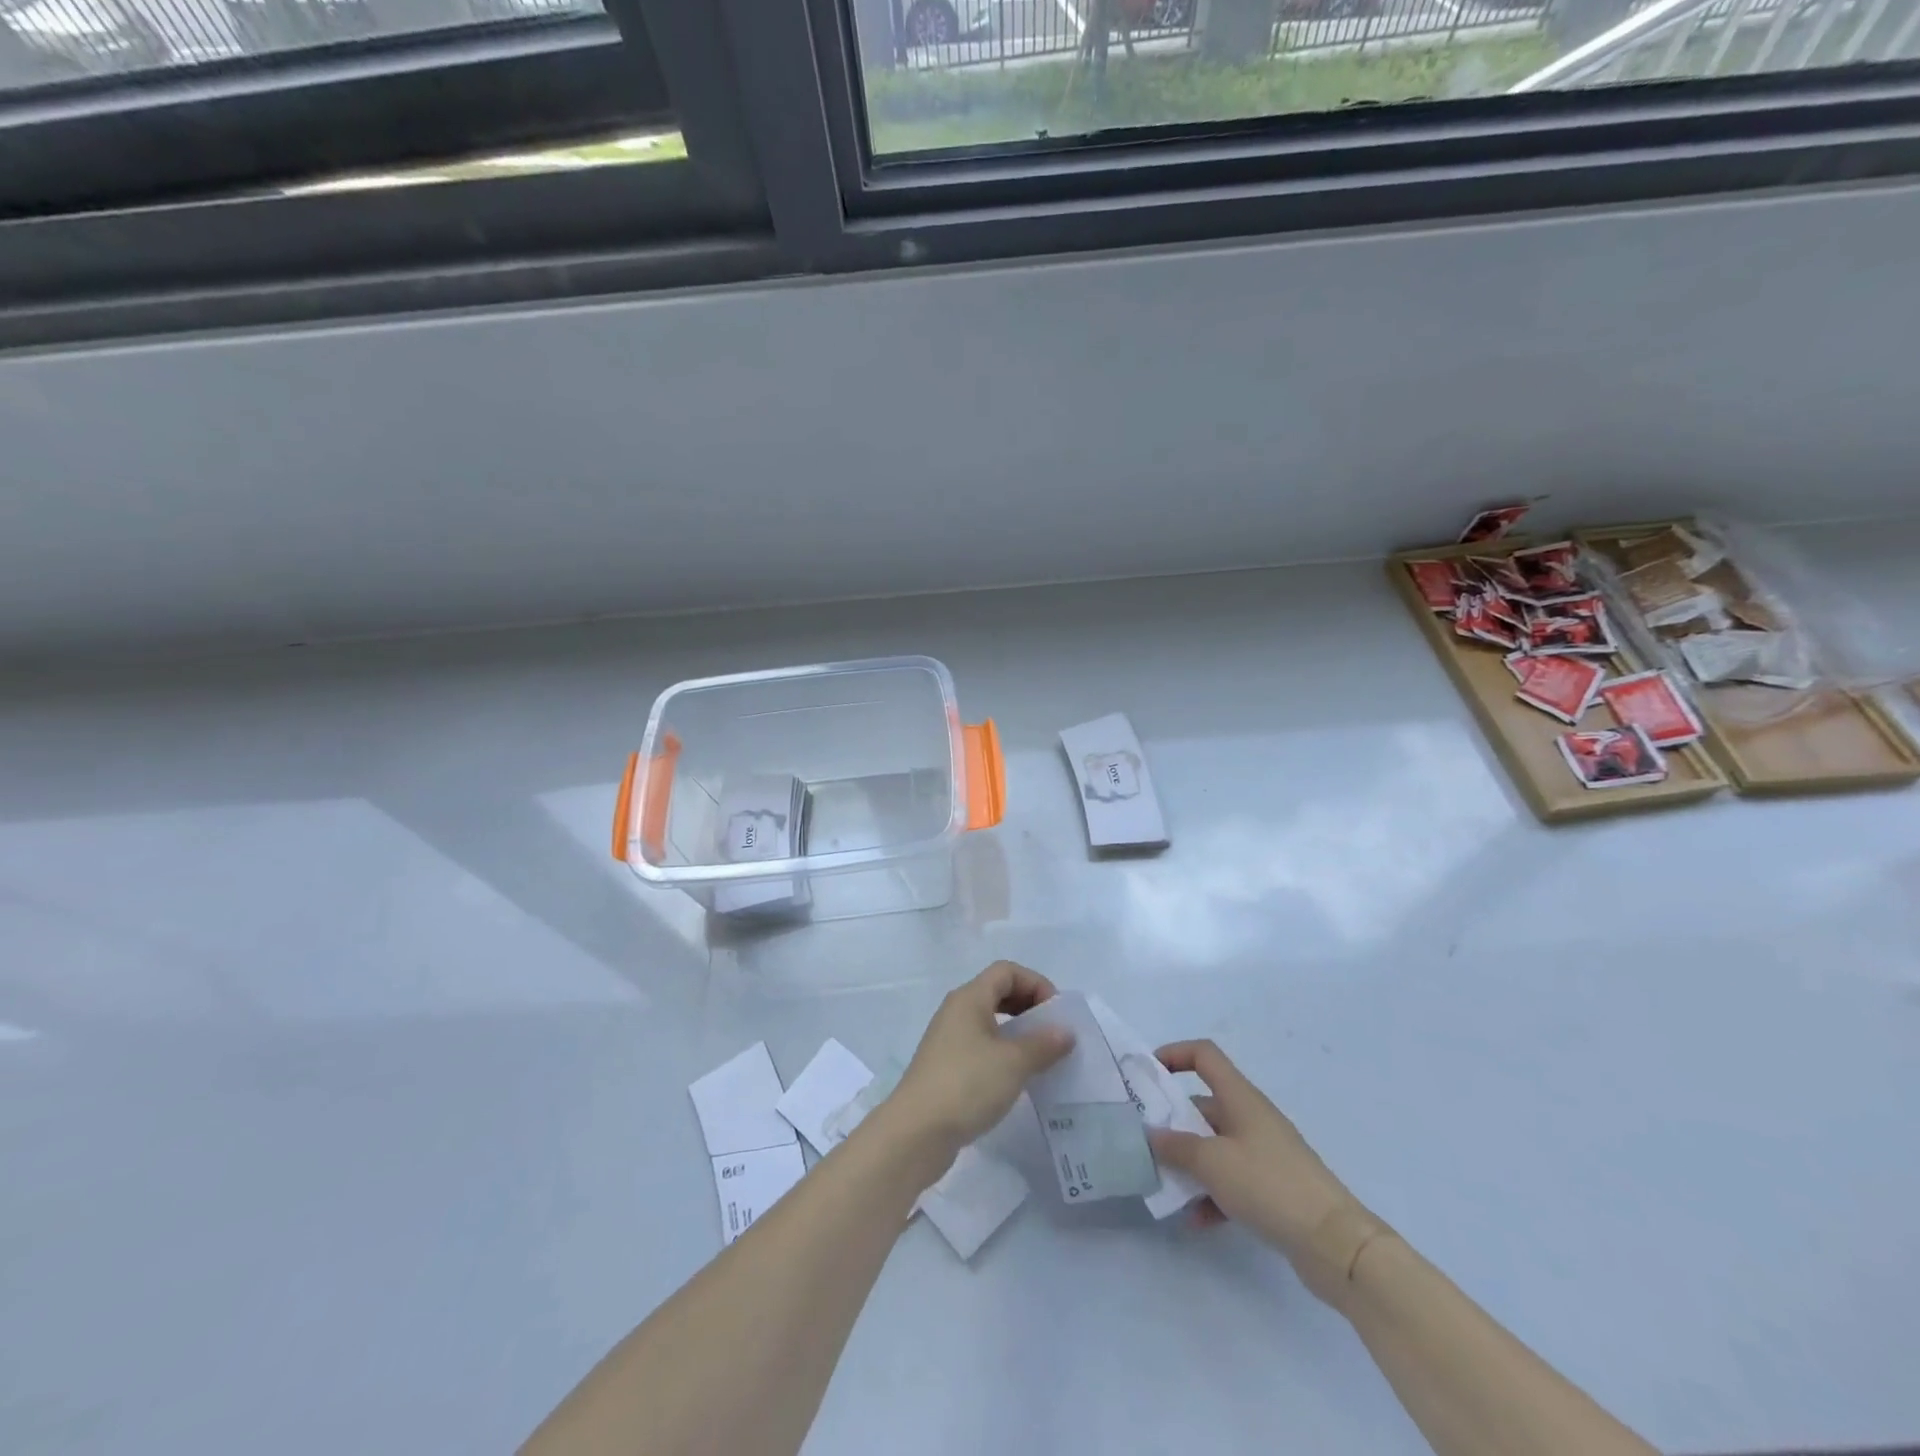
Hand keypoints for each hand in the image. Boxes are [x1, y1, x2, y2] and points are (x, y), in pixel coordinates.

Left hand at [886, 960, 1073, 1167]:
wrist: (916, 1132)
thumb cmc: (967, 1084)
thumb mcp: (1013, 1062)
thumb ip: (1043, 1044)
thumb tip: (1064, 1032)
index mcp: (969, 998)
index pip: (1006, 971)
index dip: (1035, 983)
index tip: (1056, 1014)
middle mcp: (956, 1011)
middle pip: (997, 992)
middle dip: (1028, 1006)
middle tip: (1052, 1033)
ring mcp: (948, 1039)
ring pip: (989, 1021)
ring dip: (1017, 1032)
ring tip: (1040, 1057)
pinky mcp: (946, 1067)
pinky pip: (980, 1046)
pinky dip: (1002, 1053)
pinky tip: (1016, 1078)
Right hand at [1148, 1040, 1381, 1305]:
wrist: (1335, 1244)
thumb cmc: (1269, 1184)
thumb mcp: (1212, 1162)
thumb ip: (1176, 1146)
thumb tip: (1150, 1135)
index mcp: (1240, 1098)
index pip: (1204, 1055)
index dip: (1175, 1054)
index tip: (1148, 1075)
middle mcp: (1251, 1118)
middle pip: (1203, 1105)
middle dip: (1173, 1122)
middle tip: (1144, 1141)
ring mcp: (1264, 1153)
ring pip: (1214, 1147)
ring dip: (1189, 1164)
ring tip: (1165, 1186)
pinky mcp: (1272, 1187)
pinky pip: (1232, 1181)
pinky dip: (1212, 1195)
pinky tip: (1196, 1221)